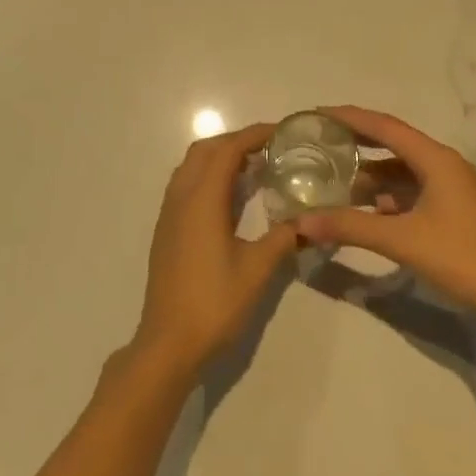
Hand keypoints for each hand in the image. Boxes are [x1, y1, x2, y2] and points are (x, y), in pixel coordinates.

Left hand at [133, 122, 298, 381]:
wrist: (168, 343)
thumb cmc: (214, 303)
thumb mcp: (258, 270)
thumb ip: (283, 238)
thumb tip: (307, 220)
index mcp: (202, 199)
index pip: (228, 150)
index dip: (254, 135)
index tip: (283, 132)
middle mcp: (181, 197)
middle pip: (206, 150)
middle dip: (237, 141)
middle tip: (270, 148)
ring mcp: (169, 213)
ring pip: (192, 166)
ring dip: (221, 157)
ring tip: (254, 168)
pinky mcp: (167, 229)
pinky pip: (187, 185)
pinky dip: (209, 176)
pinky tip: (232, 198)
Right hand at [295, 106, 475, 330]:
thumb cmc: (461, 256)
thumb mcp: (402, 240)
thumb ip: (351, 227)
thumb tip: (303, 221)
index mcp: (435, 159)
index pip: (385, 127)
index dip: (350, 118)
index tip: (318, 114)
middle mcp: (442, 165)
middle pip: (392, 144)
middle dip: (357, 143)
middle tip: (321, 142)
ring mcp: (449, 188)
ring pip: (401, 171)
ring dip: (370, 175)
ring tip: (334, 180)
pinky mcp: (450, 210)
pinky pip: (410, 192)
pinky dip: (385, 196)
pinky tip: (365, 210)